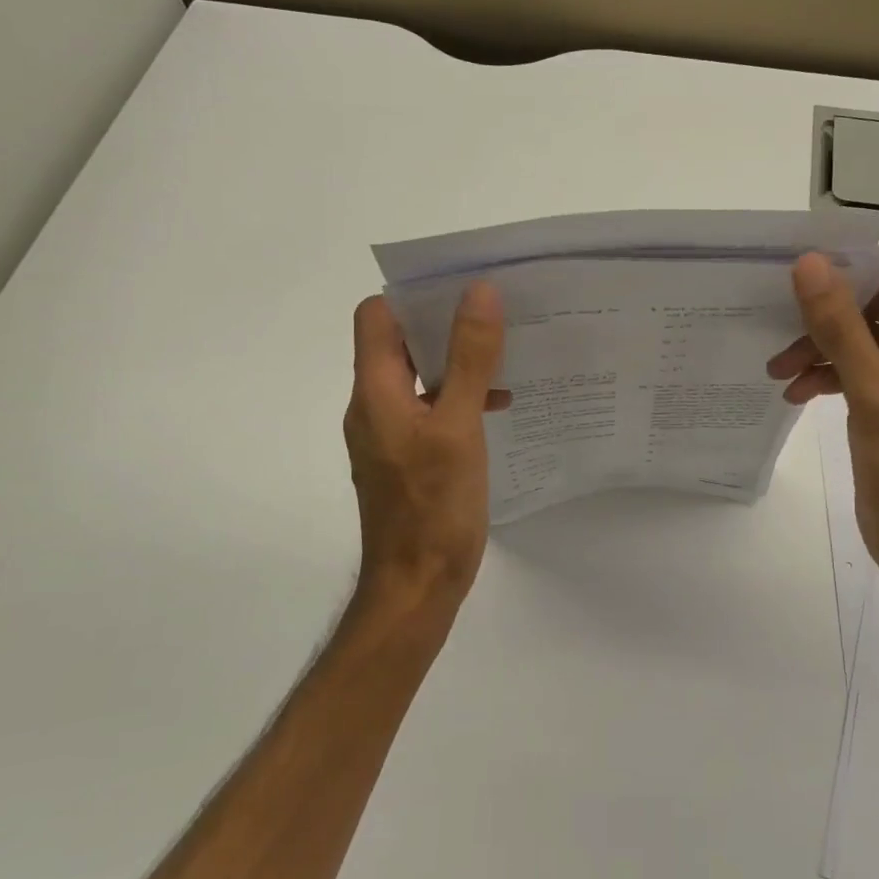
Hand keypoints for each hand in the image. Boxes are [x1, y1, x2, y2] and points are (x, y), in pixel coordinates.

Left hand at [345, 283, 507, 623]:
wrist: (417, 586)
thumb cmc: (434, 506)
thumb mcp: (458, 425)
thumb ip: (470, 359)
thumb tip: (480, 293)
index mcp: (376, 390)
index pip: (376, 316)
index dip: (414, 296)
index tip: (462, 292)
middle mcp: (373, 405)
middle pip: (399, 343)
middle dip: (444, 324)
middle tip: (495, 317)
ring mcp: (389, 433)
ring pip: (419, 377)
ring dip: (456, 363)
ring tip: (505, 359)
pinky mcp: (407, 457)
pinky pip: (429, 409)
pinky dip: (457, 398)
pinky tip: (497, 409)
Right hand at [767, 254, 878, 591]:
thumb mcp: (872, 389)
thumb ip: (840, 325)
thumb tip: (810, 264)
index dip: (857, 269)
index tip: (806, 274)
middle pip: (877, 308)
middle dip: (828, 315)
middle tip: (782, 322)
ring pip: (860, 341)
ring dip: (820, 347)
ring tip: (779, 368)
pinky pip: (855, 373)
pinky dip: (825, 376)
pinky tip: (795, 393)